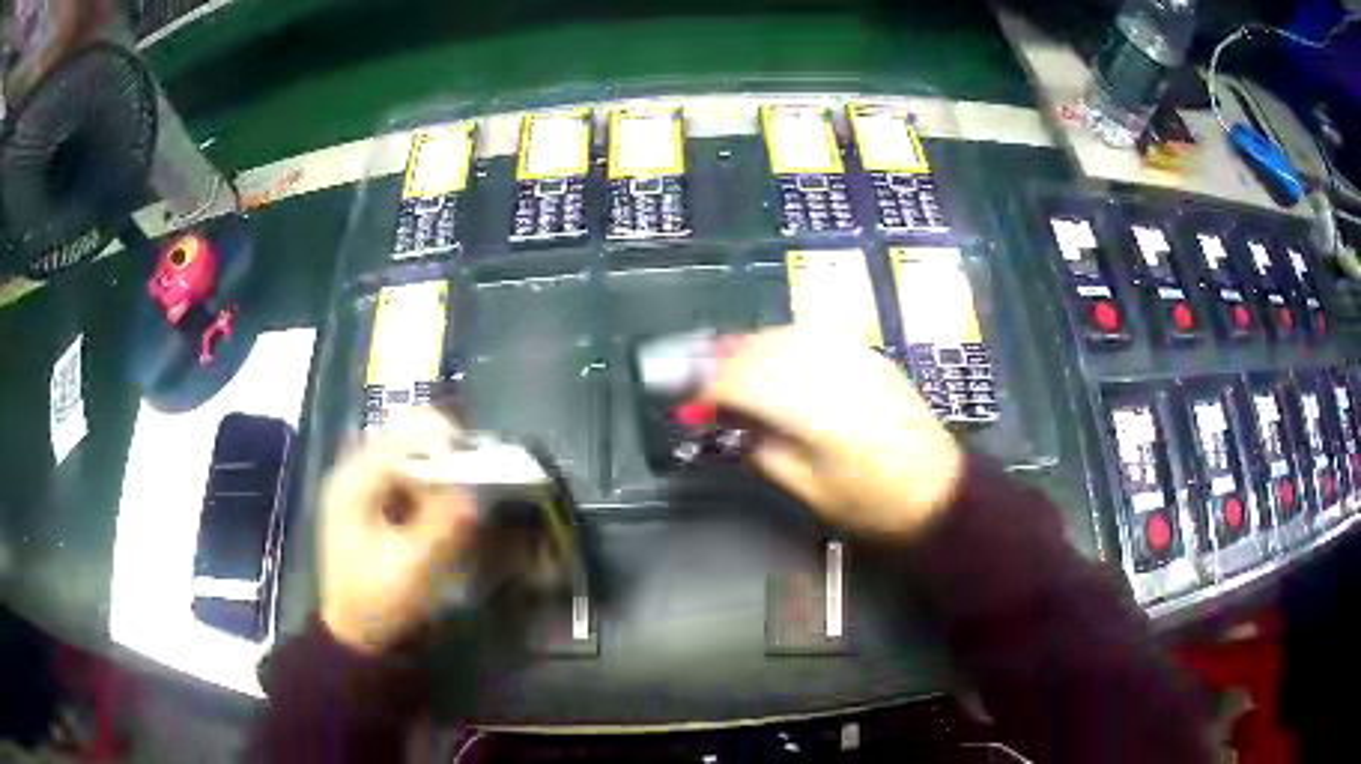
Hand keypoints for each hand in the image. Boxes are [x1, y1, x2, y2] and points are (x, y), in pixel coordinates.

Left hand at [319, 410, 478, 653]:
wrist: (354, 632)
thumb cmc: (378, 601)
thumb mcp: (413, 567)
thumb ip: (442, 526)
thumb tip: (474, 494)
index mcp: (353, 483)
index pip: (398, 436)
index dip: (439, 441)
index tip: (474, 464)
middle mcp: (352, 473)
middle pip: (399, 433)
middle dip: (440, 447)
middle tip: (472, 472)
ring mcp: (359, 485)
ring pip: (404, 450)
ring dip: (435, 463)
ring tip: (462, 489)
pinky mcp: (370, 501)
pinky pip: (403, 473)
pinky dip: (427, 480)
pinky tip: (442, 504)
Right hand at [704, 328, 963, 540]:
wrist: (939, 491)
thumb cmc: (874, 505)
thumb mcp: (811, 489)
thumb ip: (765, 451)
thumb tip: (733, 425)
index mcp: (819, 414)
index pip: (748, 383)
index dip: (710, 388)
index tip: (689, 401)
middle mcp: (836, 374)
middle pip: (765, 351)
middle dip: (722, 359)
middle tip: (692, 373)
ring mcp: (857, 360)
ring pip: (789, 334)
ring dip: (750, 343)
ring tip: (723, 357)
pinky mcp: (870, 357)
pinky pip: (816, 334)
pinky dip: (783, 338)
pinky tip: (771, 350)